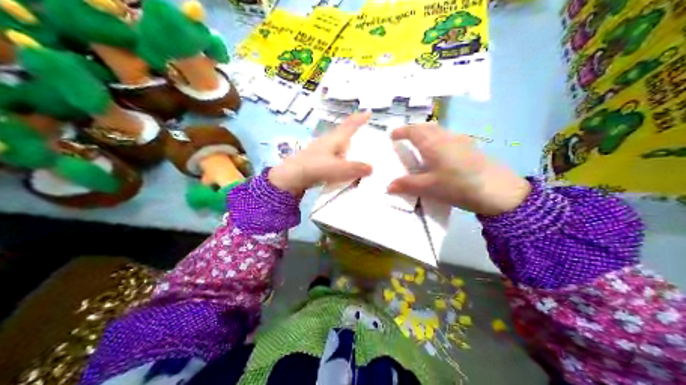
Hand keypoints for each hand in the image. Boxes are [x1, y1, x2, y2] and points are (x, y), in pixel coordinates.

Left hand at [269, 111, 373, 195]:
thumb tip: (371, 167)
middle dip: (353, 131)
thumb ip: (356, 168)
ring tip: (356, 150)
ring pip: (338, 145)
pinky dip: (341, 158)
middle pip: (343, 133)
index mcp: (335, 138)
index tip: (368, 111)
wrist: (290, 177)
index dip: (359, 119)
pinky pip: (334, 156)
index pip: (350, 125)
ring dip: (347, 146)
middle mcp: (328, 141)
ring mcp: (320, 151)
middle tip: (364, 130)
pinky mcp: (316, 161)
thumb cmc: (316, 167)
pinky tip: (342, 165)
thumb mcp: (339, 168)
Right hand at [386, 122, 528, 214]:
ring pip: (439, 131)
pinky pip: (449, 138)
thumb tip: (388, 186)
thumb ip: (407, 185)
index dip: (401, 131)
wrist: (497, 190)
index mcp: (432, 143)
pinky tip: (442, 155)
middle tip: (406, 139)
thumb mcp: (429, 188)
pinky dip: (439, 140)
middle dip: (414, 130)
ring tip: (421, 147)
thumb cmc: (457, 186)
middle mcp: (445, 137)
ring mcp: (461, 140)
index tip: (392, 136)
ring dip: (427, 134)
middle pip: (427, 126)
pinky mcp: (471, 147)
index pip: (412, 130)